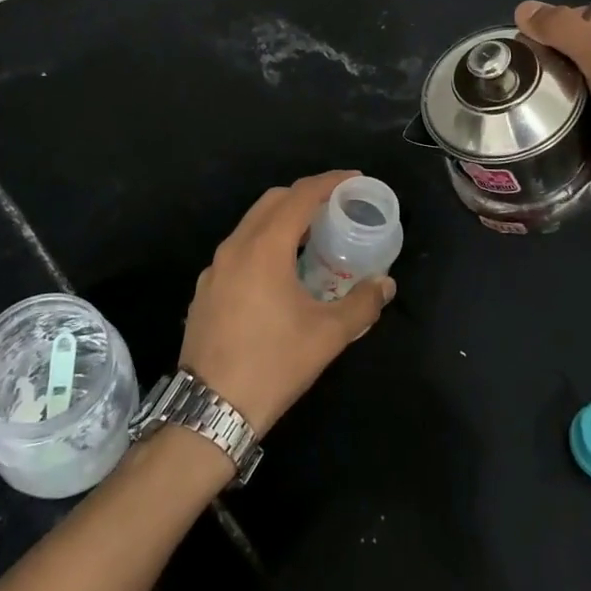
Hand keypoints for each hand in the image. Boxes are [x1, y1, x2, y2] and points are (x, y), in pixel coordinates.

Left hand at [179, 171, 395, 436]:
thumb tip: (385, 284)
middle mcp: (235, 247)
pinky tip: (279, 273)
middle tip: (335, 207)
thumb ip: (362, 303)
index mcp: (265, 248)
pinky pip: (238, 249)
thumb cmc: (273, 365)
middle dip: (305, 196)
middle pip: (272, 201)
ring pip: (251, 224)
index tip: (354, 179)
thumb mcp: (328, 336)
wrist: (210, 411)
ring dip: (282, 220)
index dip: (329, 182)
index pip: (300, 196)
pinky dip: (263, 244)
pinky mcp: (205, 289)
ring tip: (312, 238)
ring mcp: (215, 268)